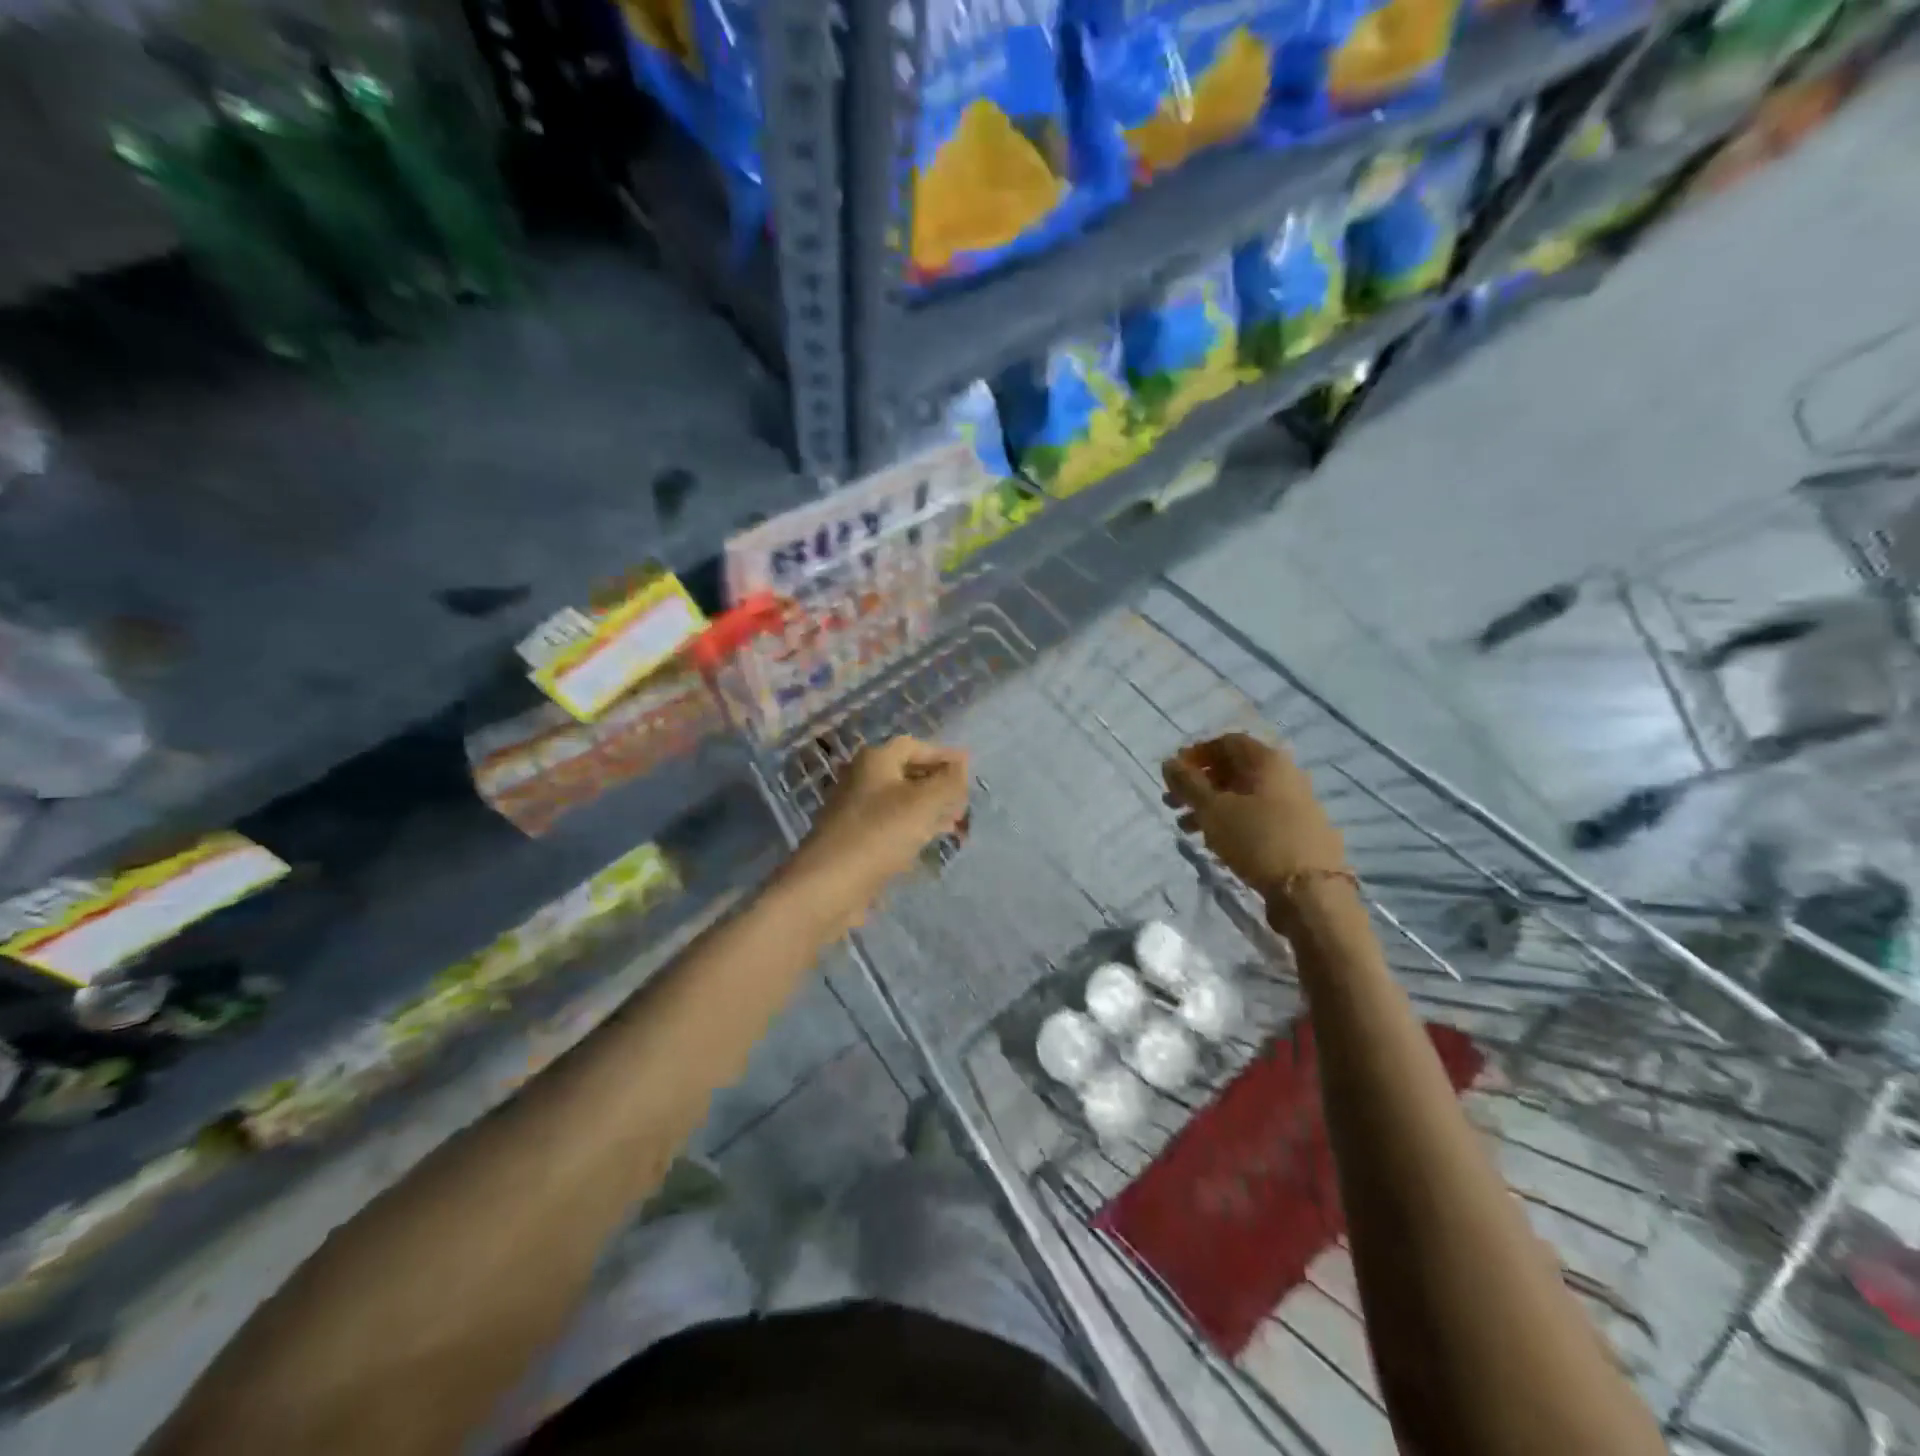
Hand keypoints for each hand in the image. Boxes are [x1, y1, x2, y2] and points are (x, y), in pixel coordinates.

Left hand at [786, 736, 970, 923]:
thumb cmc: (880, 833)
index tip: (969, 770)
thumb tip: (963, 764)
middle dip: (938, 784)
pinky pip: (890, 825)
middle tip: (964, 801)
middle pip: (906, 773)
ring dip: (929, 809)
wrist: (829, 884)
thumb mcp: (925, 802)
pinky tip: (928, 842)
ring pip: (900, 801)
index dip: (943, 755)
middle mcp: (861, 778)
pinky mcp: (854, 838)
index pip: (915, 746)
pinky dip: (913, 828)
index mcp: (875, 760)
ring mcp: (855, 809)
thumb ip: (949, 780)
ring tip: (955, 823)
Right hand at [1162, 733, 1345, 895]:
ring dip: (1212, 806)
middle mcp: (1286, 775)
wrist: (1310, 891)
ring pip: (1246, 796)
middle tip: (1173, 803)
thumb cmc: (1256, 839)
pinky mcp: (1301, 831)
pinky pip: (1260, 816)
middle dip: (1200, 784)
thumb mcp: (1212, 809)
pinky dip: (1234, 822)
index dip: (1195, 754)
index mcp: (1267, 760)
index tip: (1173, 775)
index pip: (1226, 742)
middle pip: (1235, 769)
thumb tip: (1169, 762)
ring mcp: (1297, 804)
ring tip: (1187, 828)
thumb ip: (1187, 783)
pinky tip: (1217, 843)